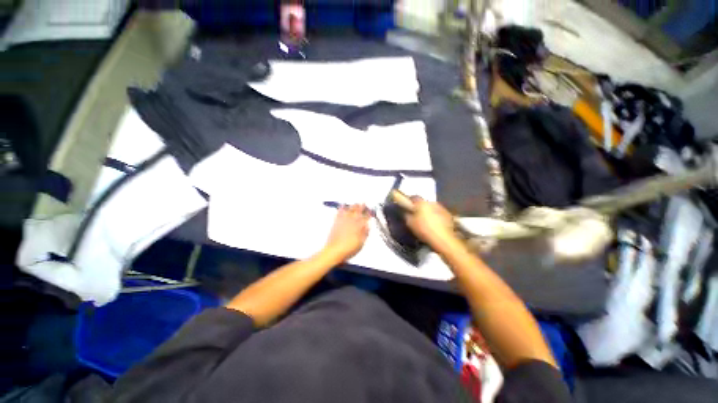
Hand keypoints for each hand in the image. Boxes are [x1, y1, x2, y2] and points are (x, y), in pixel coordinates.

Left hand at [323, 204, 370, 261]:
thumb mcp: (361, 243)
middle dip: (362, 207)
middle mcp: (352, 221)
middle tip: (364, 203)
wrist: (334, 250)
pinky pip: (340, 212)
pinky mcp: (336, 222)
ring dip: (353, 206)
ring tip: (356, 203)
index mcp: (359, 226)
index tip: (371, 211)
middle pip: (358, 211)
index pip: (366, 217)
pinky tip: (343, 205)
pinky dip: (342, 208)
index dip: (369, 213)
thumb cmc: (349, 249)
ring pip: (350, 210)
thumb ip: (365, 233)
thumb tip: (367, 226)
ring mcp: (344, 220)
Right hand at [405, 197, 456, 249]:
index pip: (413, 197)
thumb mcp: (410, 223)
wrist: (443, 239)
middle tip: (417, 216)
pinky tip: (435, 225)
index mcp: (421, 203)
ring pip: (432, 208)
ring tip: (426, 222)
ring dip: (429, 212)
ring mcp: (442, 208)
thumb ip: (407, 215)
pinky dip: (436, 217)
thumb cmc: (424, 230)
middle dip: (420, 208)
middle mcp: (432, 202)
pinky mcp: (448, 215)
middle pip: (424, 203)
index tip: (407, 207)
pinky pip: (439, 214)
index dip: (409, 202)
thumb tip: (406, 211)